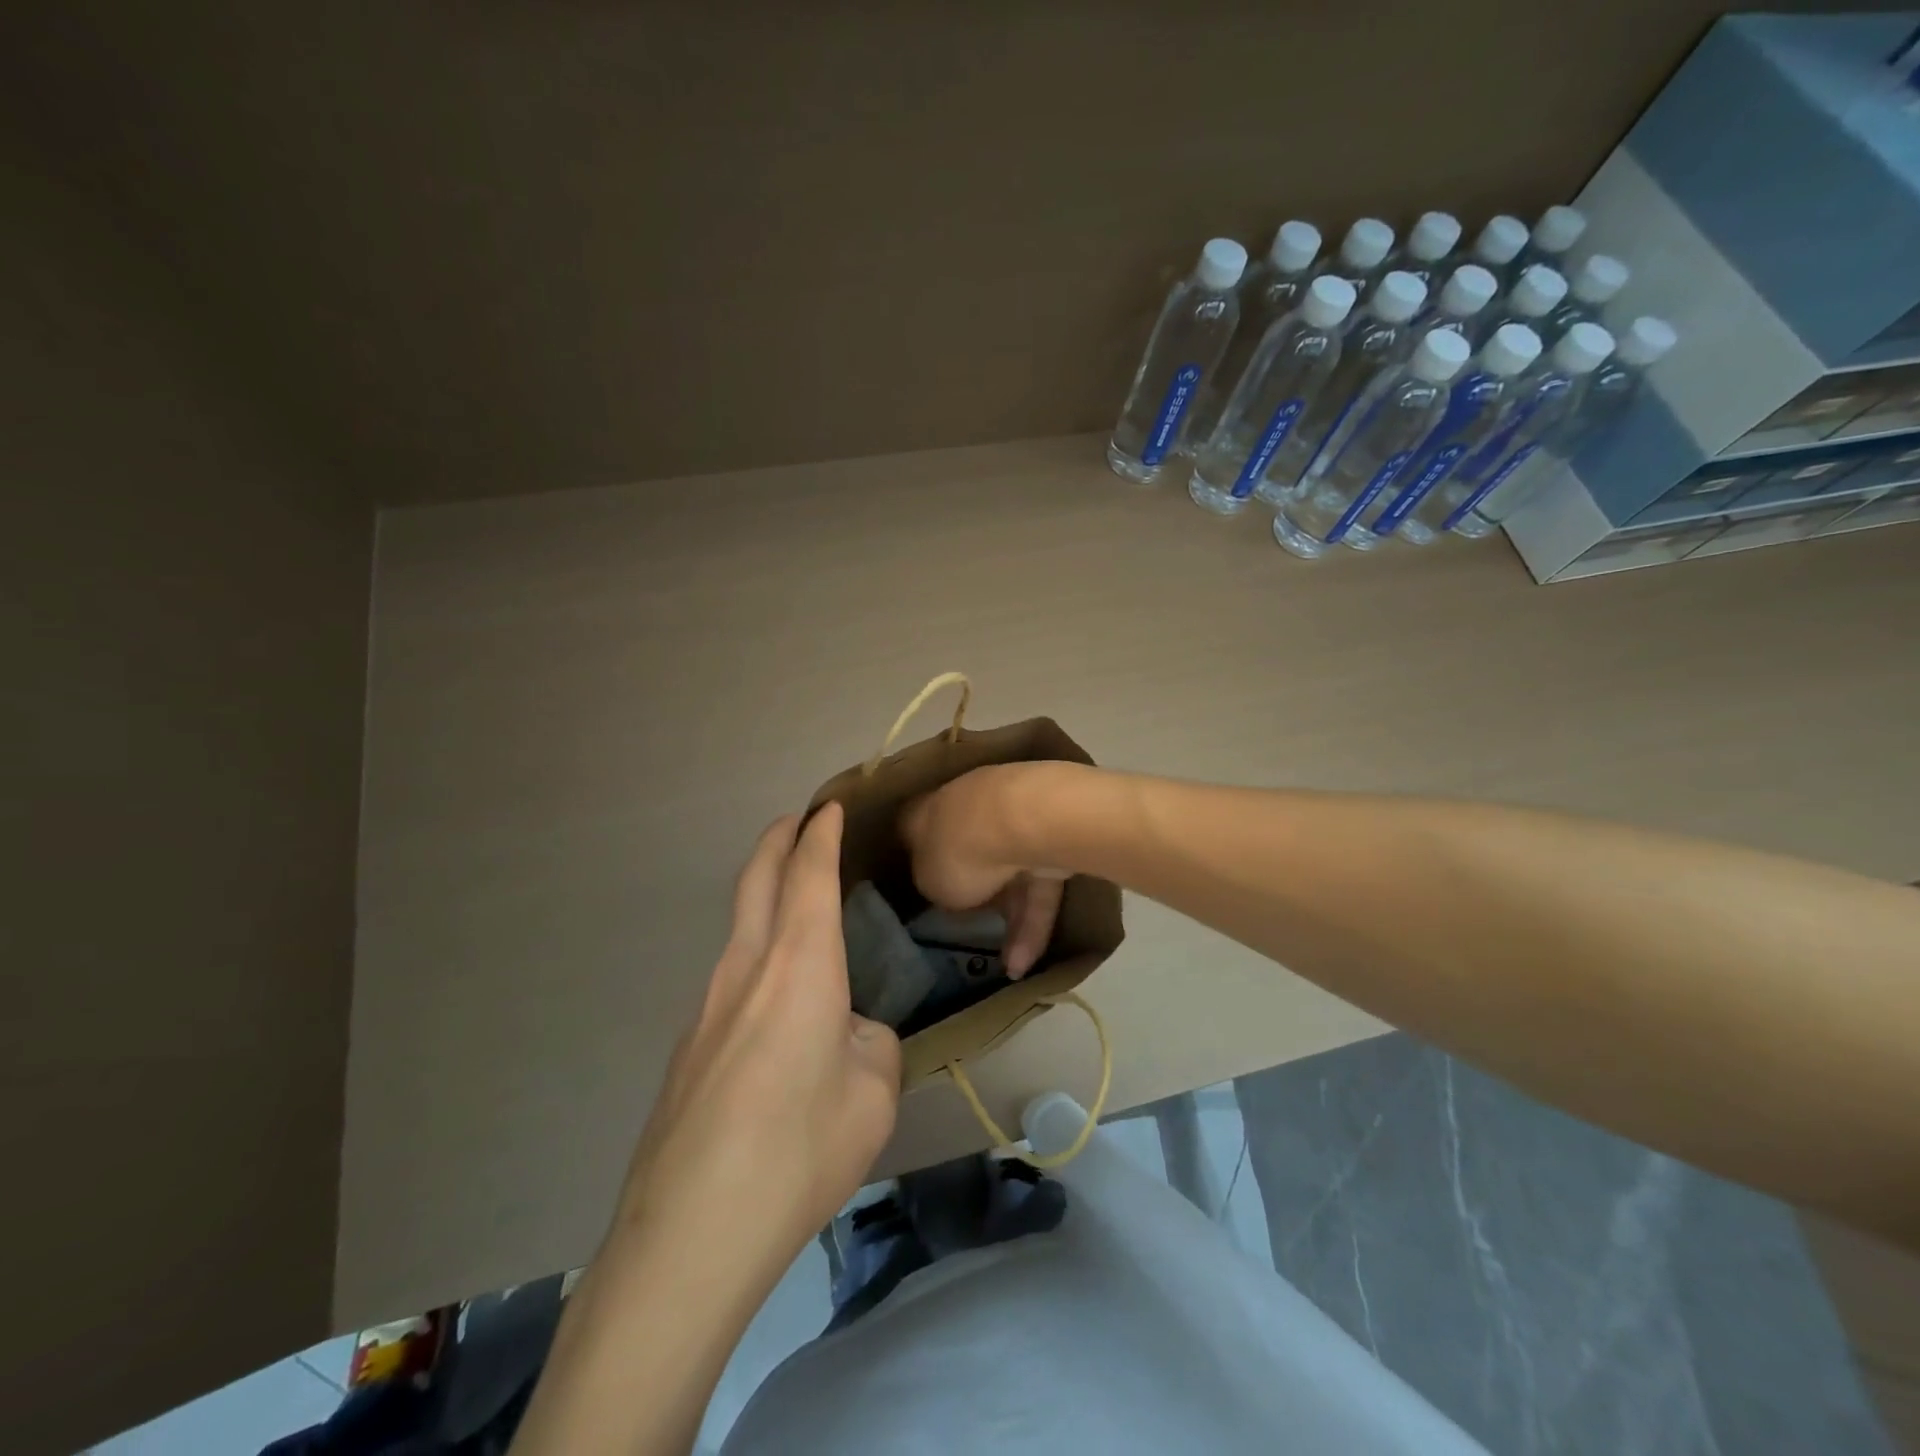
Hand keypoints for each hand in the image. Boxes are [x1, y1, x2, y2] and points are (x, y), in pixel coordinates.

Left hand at [614, 804, 900, 1279]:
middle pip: (756, 880)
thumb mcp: (873, 1095)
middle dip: (777, 840)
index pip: (807, 875)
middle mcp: (746, 969)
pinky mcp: (689, 1046)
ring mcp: (706, 1006)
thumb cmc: (799, 1150)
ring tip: (797, 907)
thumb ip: (871, 1045)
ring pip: (739, 928)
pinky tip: (778, 1010)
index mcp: (798, 966)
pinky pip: (731, 979)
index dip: (819, 834)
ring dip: (764, 897)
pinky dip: (757, 957)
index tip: (828, 807)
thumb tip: (849, 1035)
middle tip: (797, 821)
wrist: (689, 1234)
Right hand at [900, 763, 1067, 977]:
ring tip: (1012, 968)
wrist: (1021, 821)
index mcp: (926, 812)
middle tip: (974, 923)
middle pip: (970, 849)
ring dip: (1012, 920)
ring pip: (1011, 874)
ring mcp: (1014, 819)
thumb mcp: (929, 883)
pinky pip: (1039, 885)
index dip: (919, 860)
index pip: (916, 832)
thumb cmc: (957, 850)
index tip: (923, 886)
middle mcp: (968, 807)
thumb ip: (935, 885)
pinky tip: (1026, 962)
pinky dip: (1034, 922)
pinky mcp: (1052, 839)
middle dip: (976, 887)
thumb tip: (948, 888)